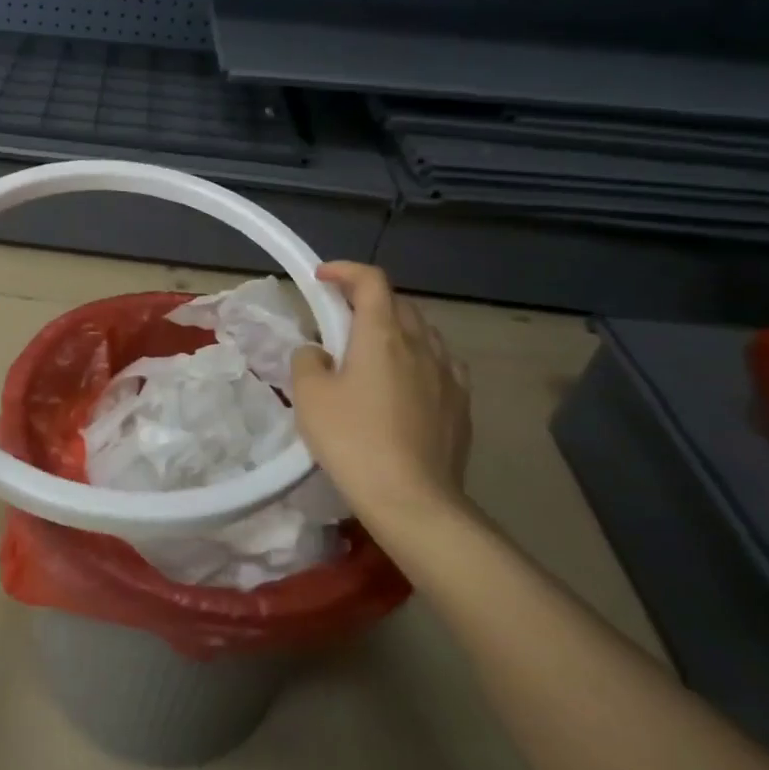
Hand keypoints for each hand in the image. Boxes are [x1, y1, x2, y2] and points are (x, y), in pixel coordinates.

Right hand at [290, 262, 472, 525]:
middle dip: (366, 301)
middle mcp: (421, 344)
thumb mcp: (310, 396)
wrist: (412, 499)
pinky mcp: (461, 404)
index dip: (345, 271)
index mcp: (382, 335)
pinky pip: (439, 364)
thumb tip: (319, 353)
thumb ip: (308, 360)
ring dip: (395, 329)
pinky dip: (418, 359)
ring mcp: (448, 374)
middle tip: (338, 319)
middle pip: (398, 304)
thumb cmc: (353, 440)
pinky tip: (406, 382)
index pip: (371, 281)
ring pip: (422, 333)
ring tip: (371, 351)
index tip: (321, 278)